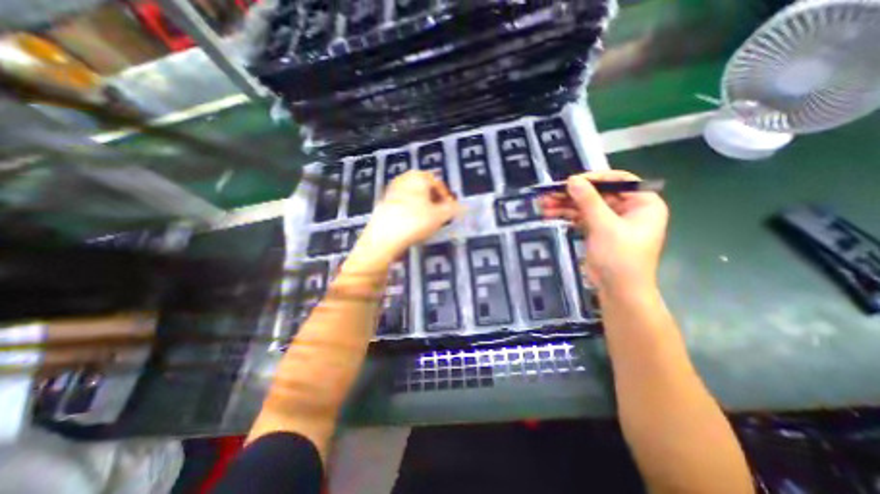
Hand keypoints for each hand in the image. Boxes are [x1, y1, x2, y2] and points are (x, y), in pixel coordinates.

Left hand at [354, 169, 460, 261]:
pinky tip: (412, 224)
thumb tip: (462, 207)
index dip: (447, 197)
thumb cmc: (416, 221)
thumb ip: (453, 209)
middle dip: (434, 201)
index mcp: (418, 176)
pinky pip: (403, 204)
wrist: (384, 236)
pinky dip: (411, 211)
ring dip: (423, 206)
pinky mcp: (383, 203)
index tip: (450, 210)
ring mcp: (391, 190)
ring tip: (428, 221)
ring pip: (414, 196)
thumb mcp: (440, 216)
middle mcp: (404, 178)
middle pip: (425, 189)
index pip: (438, 183)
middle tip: (440, 215)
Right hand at [540, 169, 671, 292]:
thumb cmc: (620, 256)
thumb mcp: (604, 225)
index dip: (594, 178)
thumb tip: (571, 180)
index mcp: (642, 203)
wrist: (618, 290)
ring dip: (565, 204)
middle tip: (549, 193)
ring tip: (543, 204)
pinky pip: (581, 217)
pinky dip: (566, 215)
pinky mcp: (597, 230)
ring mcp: (611, 220)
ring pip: (586, 206)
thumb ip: (588, 200)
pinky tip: (550, 213)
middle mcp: (628, 208)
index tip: (571, 181)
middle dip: (572, 194)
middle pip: (597, 194)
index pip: (618, 181)